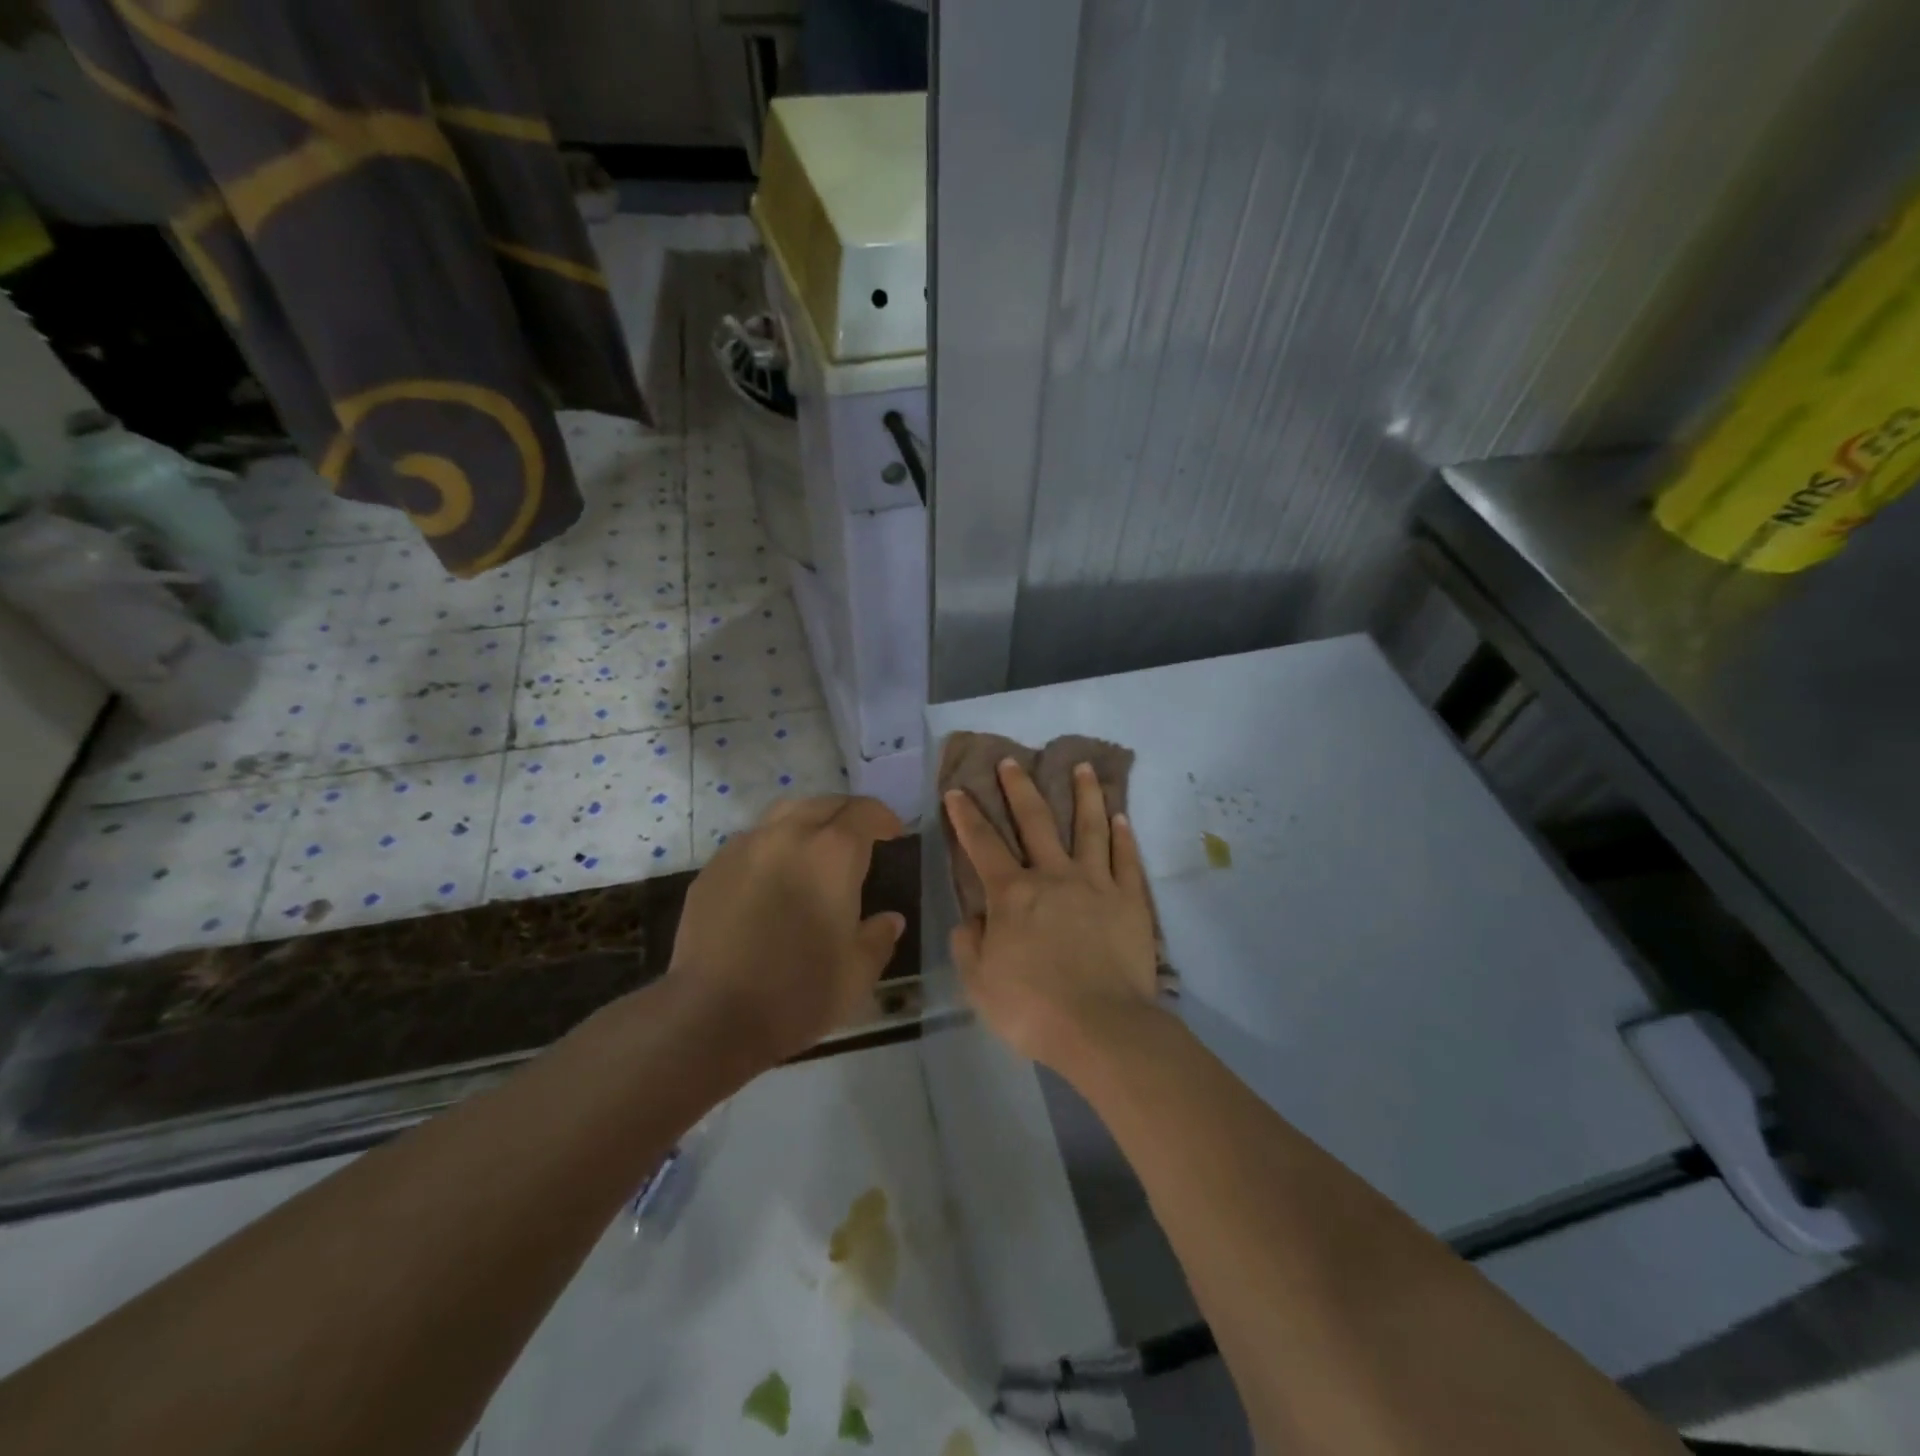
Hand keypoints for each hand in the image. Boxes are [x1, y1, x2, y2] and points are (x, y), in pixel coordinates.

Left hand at [669, 795, 906, 1067]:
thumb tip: (889, 920)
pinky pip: (752, 840)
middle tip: (858, 841)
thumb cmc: (798, 993)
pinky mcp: (712, 869)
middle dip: (847, 815)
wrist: (711, 1017)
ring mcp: (744, 847)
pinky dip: (773, 846)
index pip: (865, 812)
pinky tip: (773, 878)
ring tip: (815, 850)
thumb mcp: (857, 973)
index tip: (894, 834)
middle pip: (824, 803)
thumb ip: (879, 938)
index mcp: (832, 853)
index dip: (884, 818)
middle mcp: (788, 835)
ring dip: (808, 822)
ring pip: (783, 814)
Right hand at [945, 759, 1159, 1073]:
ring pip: (1089, 828)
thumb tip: (972, 919)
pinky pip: (1125, 860)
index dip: (966, 816)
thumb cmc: (1032, 1008)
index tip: (957, 790)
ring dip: (1084, 794)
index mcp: (1012, 894)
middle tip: (1012, 762)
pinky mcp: (1130, 900)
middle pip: (1036, 821)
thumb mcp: (979, 983)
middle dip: (1019, 788)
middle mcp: (1053, 876)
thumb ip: (969, 945)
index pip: (982, 844)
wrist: (1101, 1027)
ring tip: (1083, 767)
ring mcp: (1095, 884)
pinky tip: (1121, 817)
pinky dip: (1123, 836)